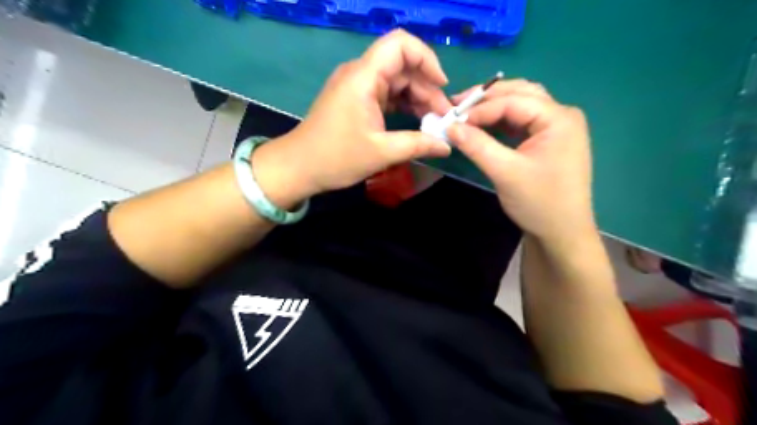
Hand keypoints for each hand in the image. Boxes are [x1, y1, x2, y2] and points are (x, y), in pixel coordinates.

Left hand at [251, 31, 451, 208]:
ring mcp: (357, 86)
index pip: (400, 45)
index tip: (442, 86)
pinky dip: (403, 104)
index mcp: (363, 77)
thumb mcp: (382, 153)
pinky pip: (386, 93)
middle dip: (427, 87)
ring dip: (417, 97)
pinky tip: (416, 122)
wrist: (299, 167)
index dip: (426, 58)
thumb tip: (447, 146)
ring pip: (396, 80)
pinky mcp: (355, 99)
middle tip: (442, 117)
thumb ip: (418, 145)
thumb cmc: (336, 158)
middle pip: (402, 65)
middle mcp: (360, 74)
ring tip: (433, 123)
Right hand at [445, 79, 593, 244]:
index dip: (480, 109)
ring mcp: (557, 127)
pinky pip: (522, 121)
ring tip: (466, 113)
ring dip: (493, 107)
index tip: (452, 119)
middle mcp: (562, 115)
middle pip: (520, 94)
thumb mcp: (505, 172)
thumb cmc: (538, 203)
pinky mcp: (549, 140)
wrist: (561, 233)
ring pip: (521, 105)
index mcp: (559, 118)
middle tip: (456, 106)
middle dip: (486, 99)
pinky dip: (501, 121)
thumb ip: (477, 145)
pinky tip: (484, 126)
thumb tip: (449, 126)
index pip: (513, 100)